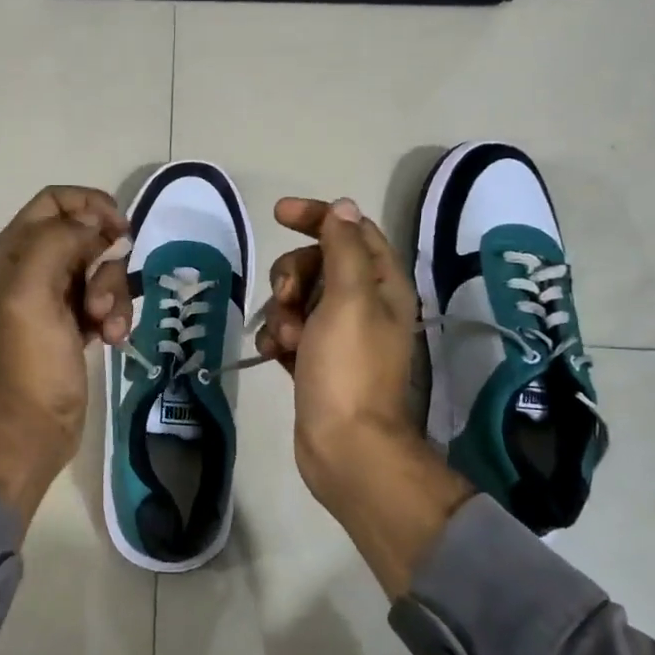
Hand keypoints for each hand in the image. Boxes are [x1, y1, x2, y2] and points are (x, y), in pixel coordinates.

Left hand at [0, 186, 131, 529]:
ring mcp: (55, 297)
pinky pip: (107, 300)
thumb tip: (94, 222)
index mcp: (13, 251)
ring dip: (114, 294)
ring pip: (102, 270)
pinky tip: (113, 339)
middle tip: (101, 297)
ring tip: (108, 326)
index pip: (56, 202)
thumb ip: (59, 241)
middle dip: (106, 262)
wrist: (31, 426)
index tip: (120, 230)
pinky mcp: (76, 323)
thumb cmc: (30, 358)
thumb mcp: (33, 290)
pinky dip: (116, 316)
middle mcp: (33, 267)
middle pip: (86, 236)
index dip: (91, 205)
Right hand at [257, 197, 473, 594]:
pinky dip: (277, 337)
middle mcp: (365, 306)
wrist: (344, 447)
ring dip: (282, 310)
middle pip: (320, 263)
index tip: (278, 214)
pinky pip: (290, 332)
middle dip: (294, 273)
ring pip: (299, 298)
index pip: (352, 231)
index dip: (317, 216)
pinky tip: (271, 355)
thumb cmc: (348, 369)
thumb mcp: (349, 299)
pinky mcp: (317, 362)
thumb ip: (345, 248)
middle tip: (287, 297)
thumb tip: (343, 206)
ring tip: (284, 339)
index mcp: (383, 285)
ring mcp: (339, 336)